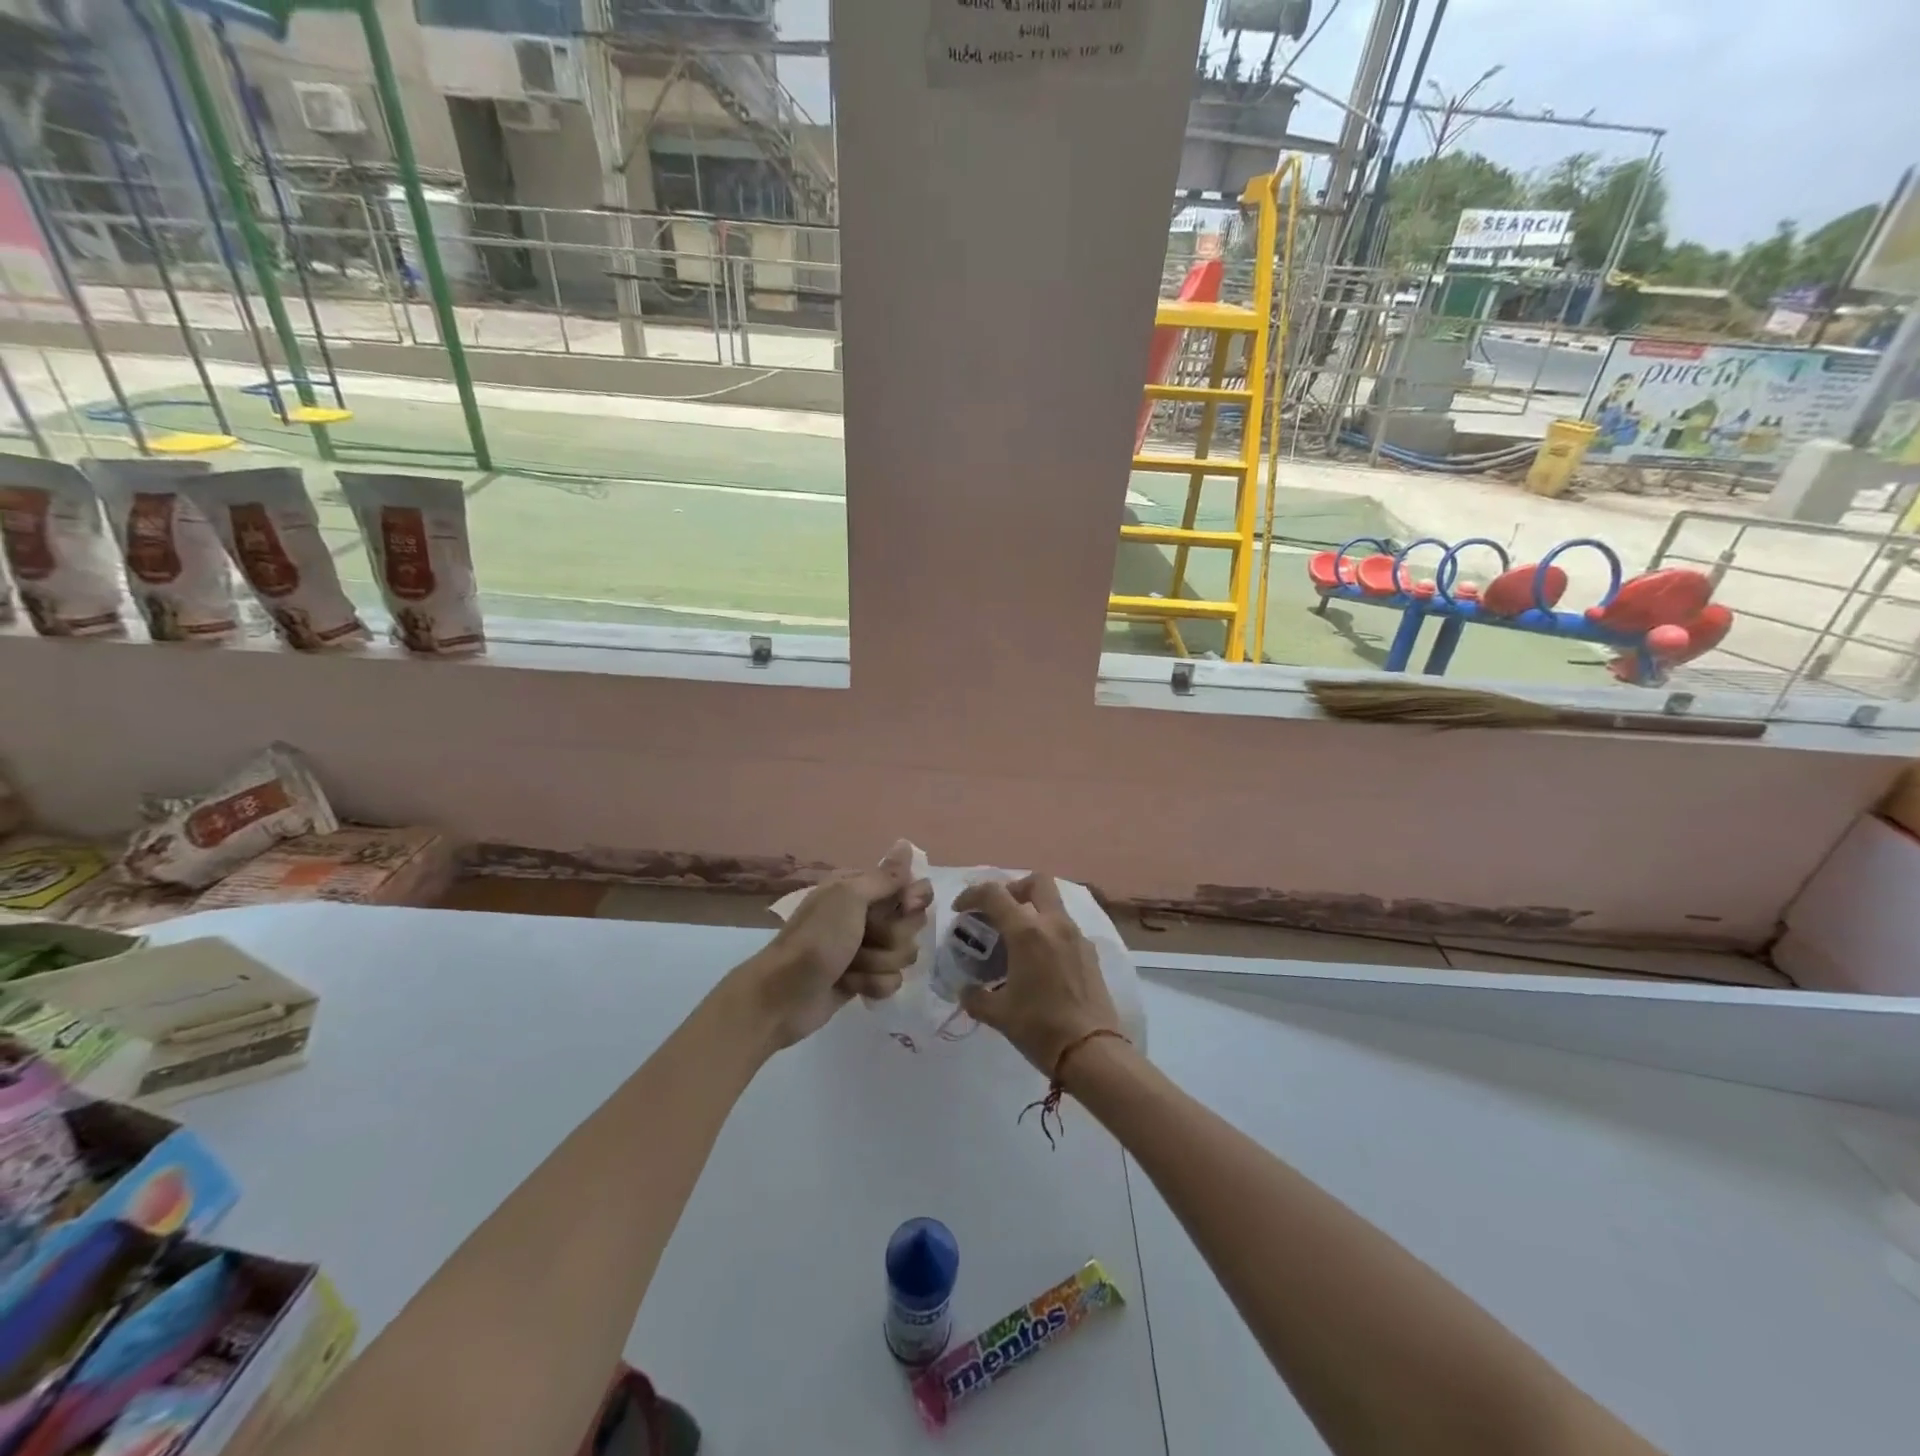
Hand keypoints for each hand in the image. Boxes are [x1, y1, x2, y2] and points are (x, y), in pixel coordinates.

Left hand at [738, 842, 932, 1050]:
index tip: (907, 906)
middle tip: (867, 938)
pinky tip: (852, 985)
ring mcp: (866, 948)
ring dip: (879, 962)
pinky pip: (893, 980)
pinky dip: (873, 984)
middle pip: (911, 922)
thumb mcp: (849, 898)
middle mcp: (865, 914)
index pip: (909, 886)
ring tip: (852, 966)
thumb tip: (906, 843)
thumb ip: (885, 876)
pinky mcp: (865, 979)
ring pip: (904, 953)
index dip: (913, 899)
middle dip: (893, 935)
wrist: (782, 996)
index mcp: (860, 888)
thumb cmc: (816, 939)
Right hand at [953, 875, 1118, 1076]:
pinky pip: (1065, 928)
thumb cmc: (1040, 1027)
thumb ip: (975, 997)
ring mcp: (1076, 936)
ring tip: (1016, 941)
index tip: (961, 909)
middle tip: (998, 912)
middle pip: (1036, 882)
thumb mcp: (998, 1014)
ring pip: (1053, 904)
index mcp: (1027, 932)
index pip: (994, 894)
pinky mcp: (1090, 953)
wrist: (1091, 1051)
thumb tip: (966, 990)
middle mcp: (1054, 924)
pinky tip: (1039, 963)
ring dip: (1032, 911)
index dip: (972, 895)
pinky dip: (1048, 932)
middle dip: (1013, 889)